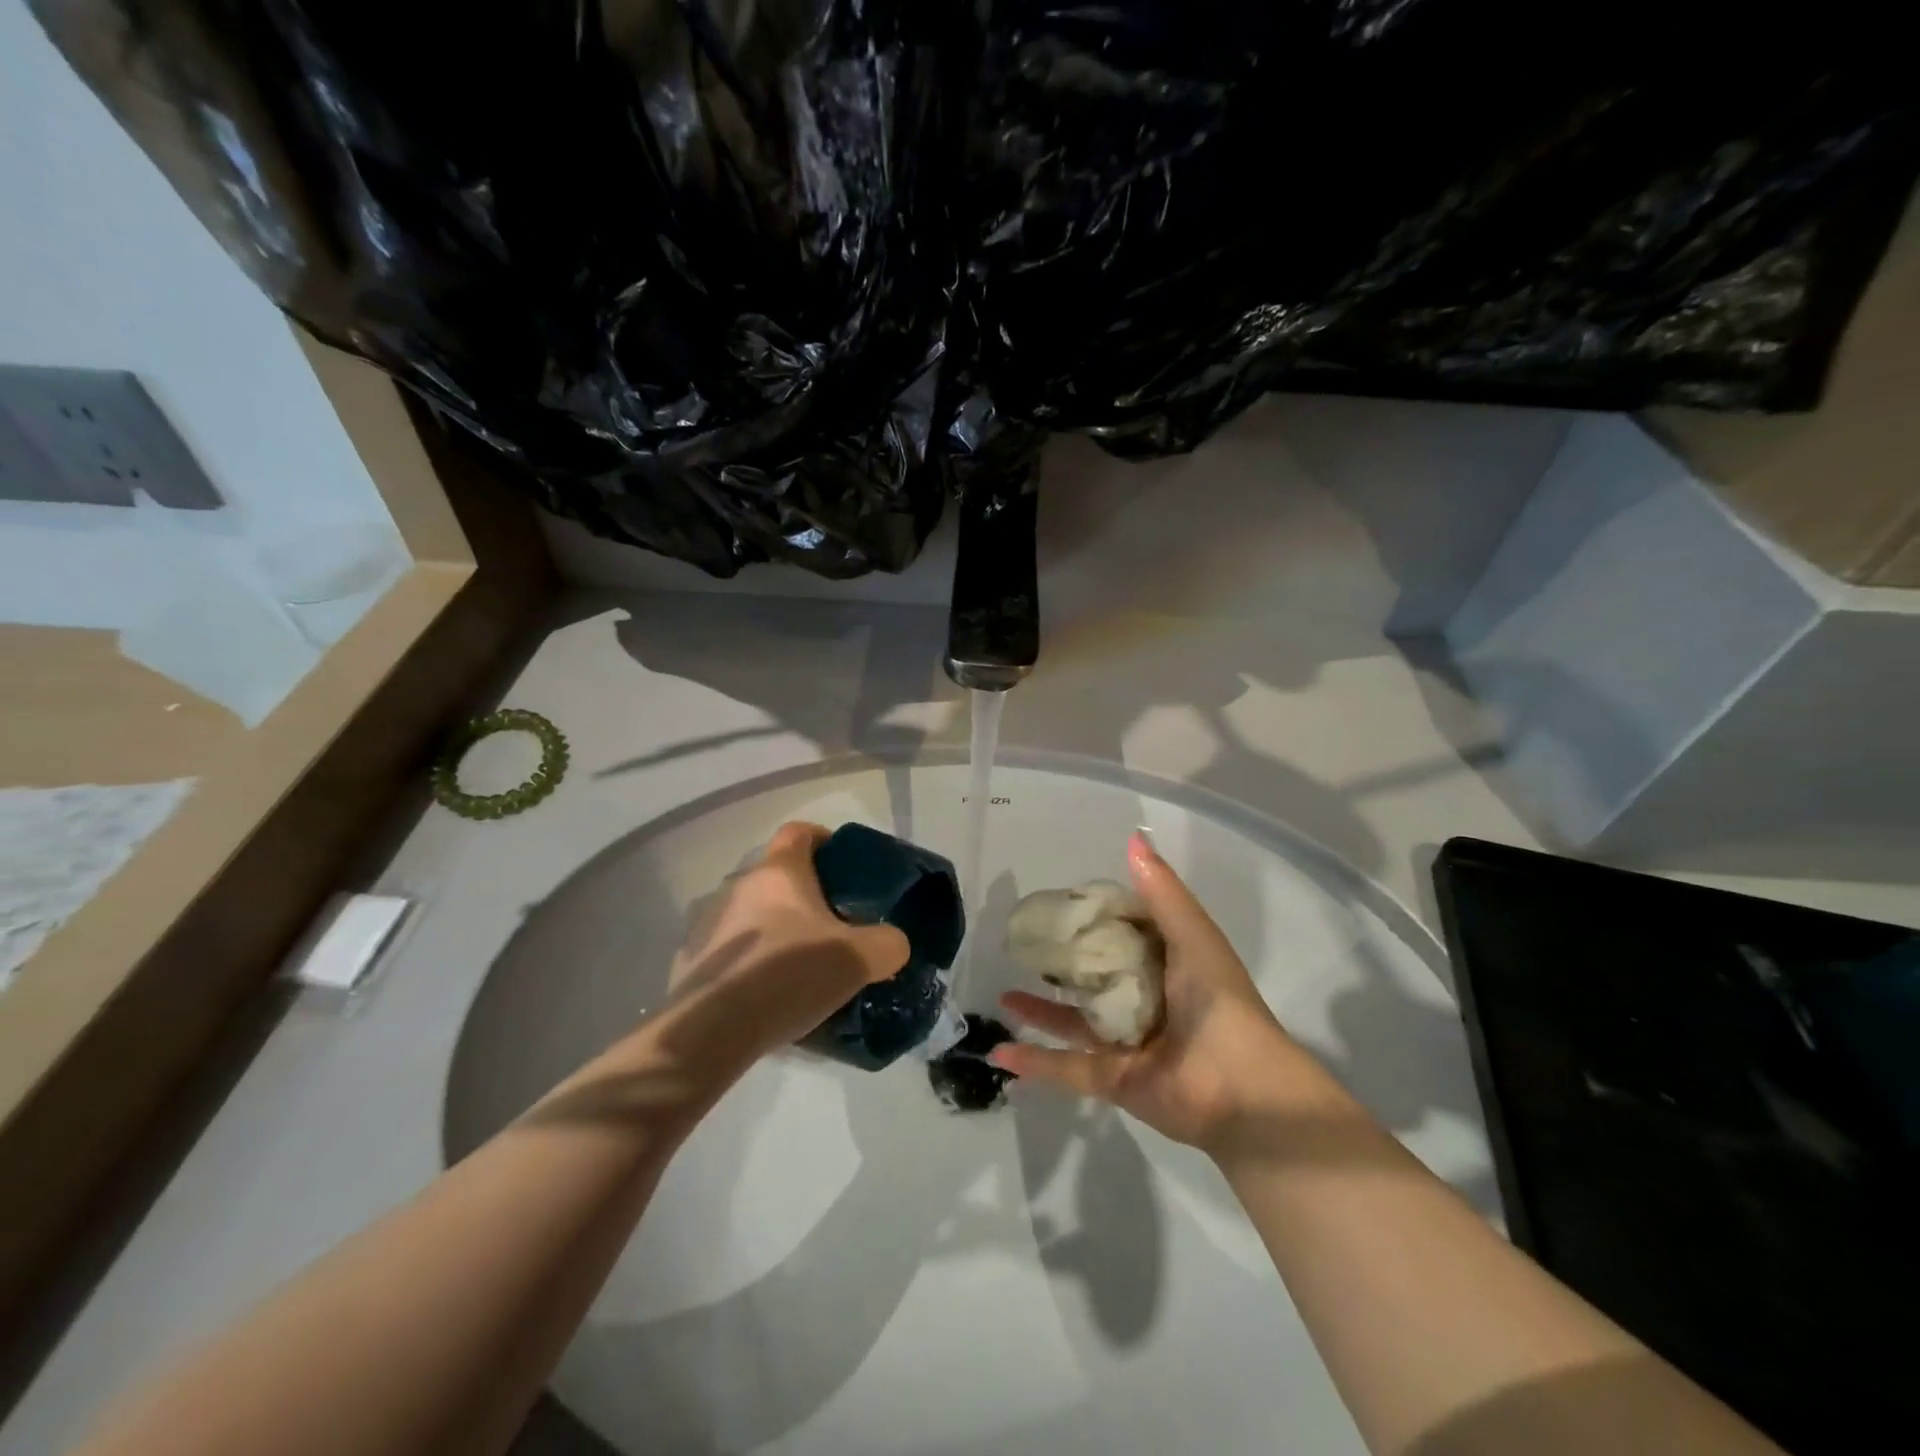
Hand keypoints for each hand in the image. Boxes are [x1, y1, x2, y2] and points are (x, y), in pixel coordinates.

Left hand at [663, 823, 910, 1066]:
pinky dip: (748, 962)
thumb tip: (893, 944)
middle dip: (803, 896)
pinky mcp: (690, 961)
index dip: (822, 840)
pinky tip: (765, 995)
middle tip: (831, 927)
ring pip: (750, 913)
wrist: (712, 1030)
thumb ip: (887, 944)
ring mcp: (707, 923)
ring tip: (798, 966)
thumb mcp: (858, 959)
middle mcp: (738, 886)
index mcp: (778, 872)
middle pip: (776, 877)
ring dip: (773, 929)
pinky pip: (729, 951)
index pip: (799, 832)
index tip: (841, 864)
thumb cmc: (788, 974)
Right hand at [992, 831, 1316, 1152]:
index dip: (1093, 916)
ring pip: (1074, 1021)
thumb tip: (1133, 836)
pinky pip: (1066, 1067)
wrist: (1243, 1090)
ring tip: (1005, 993)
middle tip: (1022, 945)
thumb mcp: (1192, 935)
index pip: (1123, 932)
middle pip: (1094, 977)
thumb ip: (1161, 891)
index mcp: (1168, 964)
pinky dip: (1035, 1062)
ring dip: (1040, 1010)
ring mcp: (1127, 1042)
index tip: (1058, 902)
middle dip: (1061, 964)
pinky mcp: (1113, 1079)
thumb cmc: (1219, 1001)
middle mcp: (1145, 1000)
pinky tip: (1000, 1052)